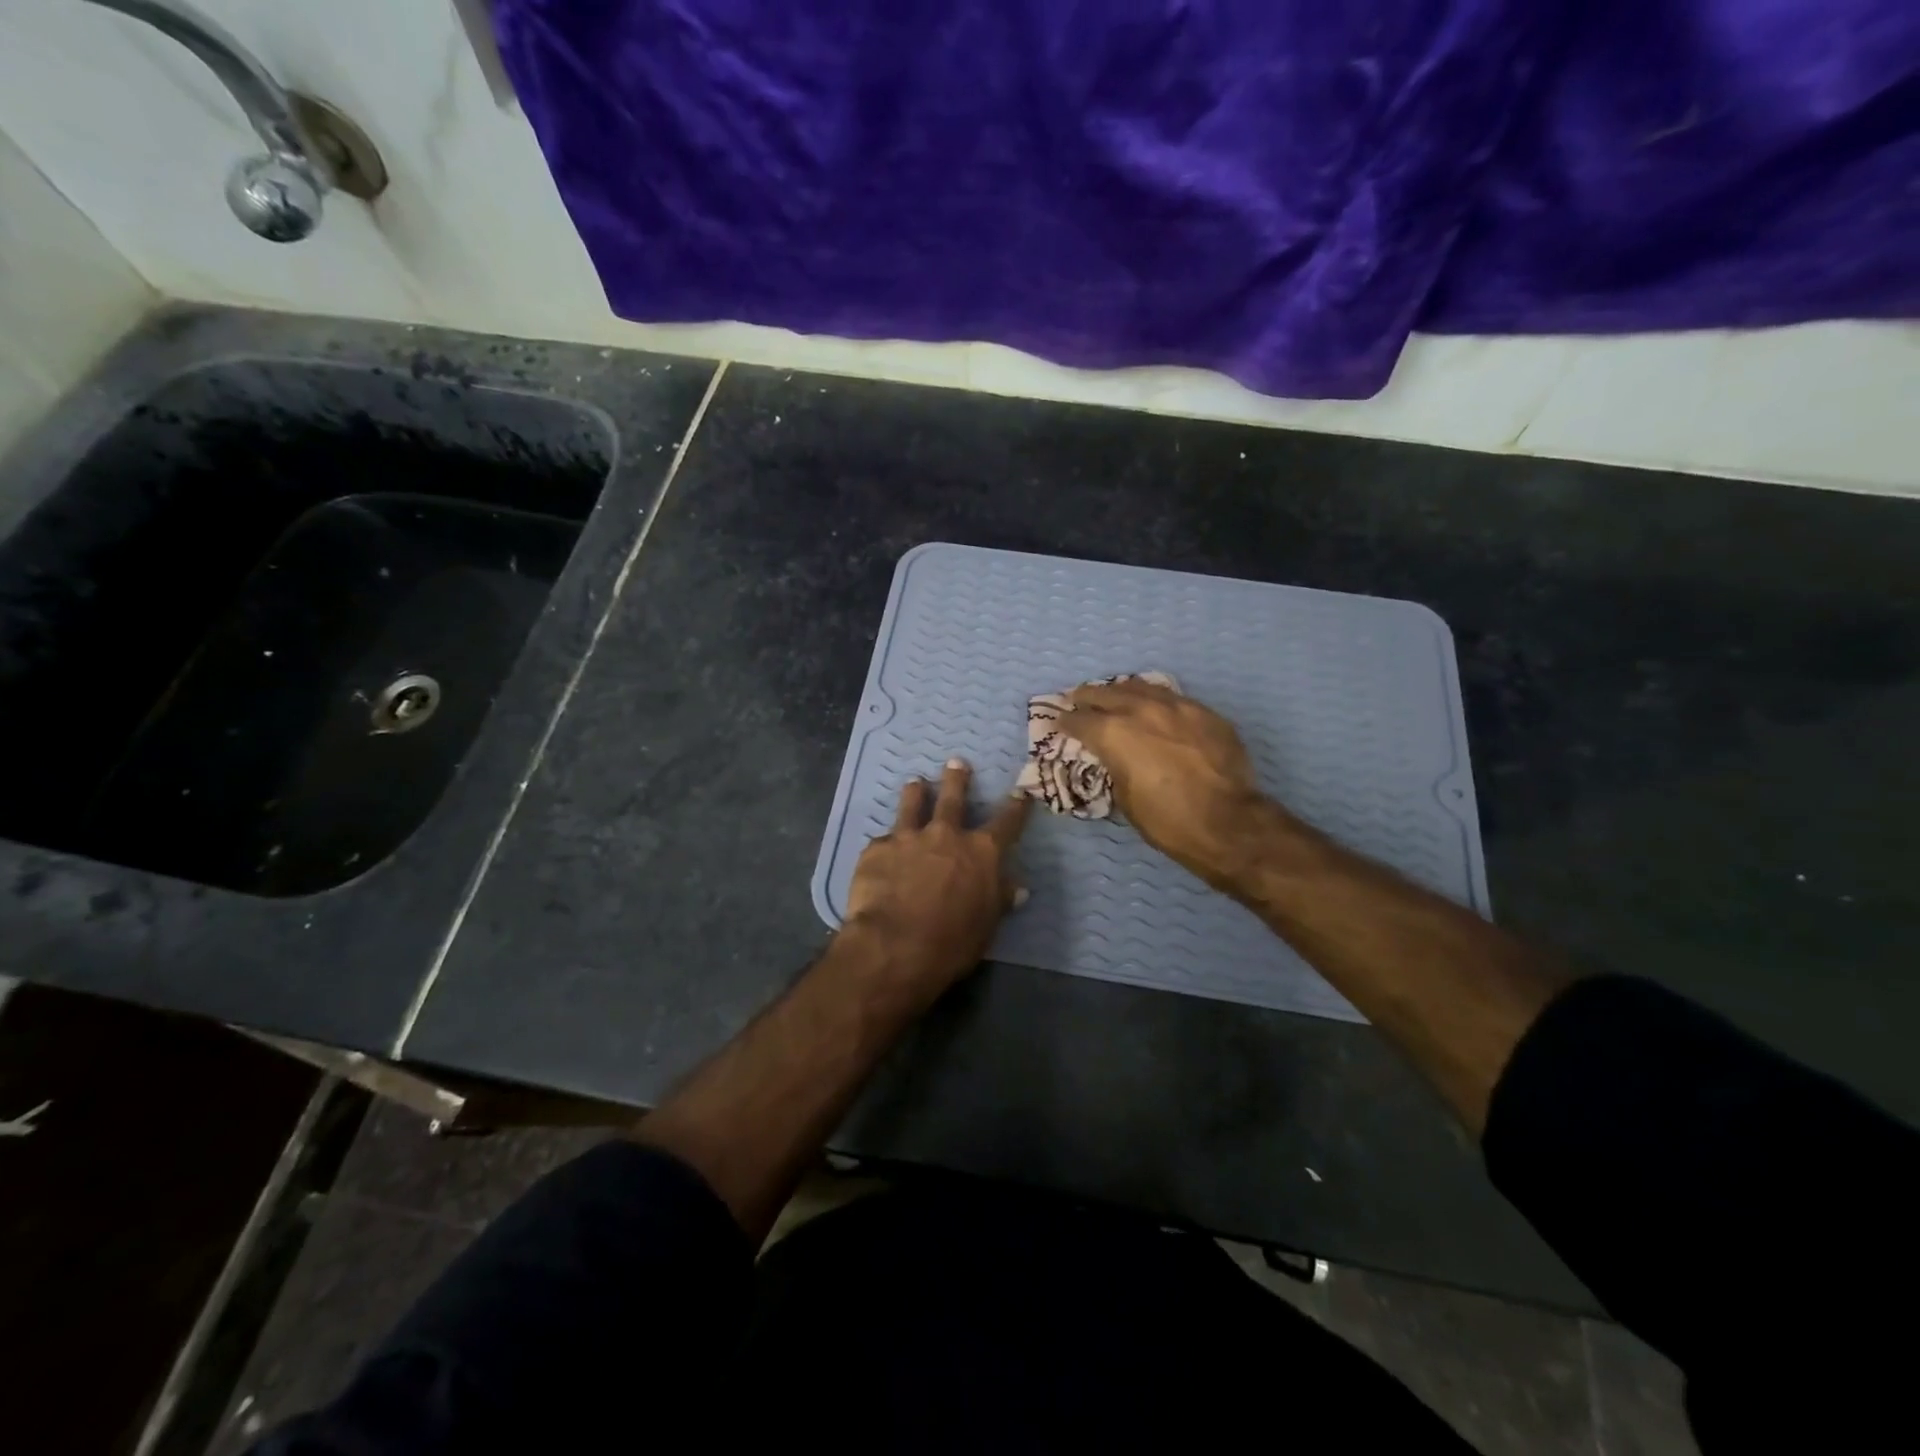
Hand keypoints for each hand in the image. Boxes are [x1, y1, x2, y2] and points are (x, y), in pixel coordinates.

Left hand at [841, 758, 1030, 1001]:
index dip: (1016, 807)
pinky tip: (880, 850)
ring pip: (913, 805)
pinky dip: (886, 844)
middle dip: (957, 779)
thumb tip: (1017, 887)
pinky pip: (883, 841)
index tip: (1021, 792)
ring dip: (916, 792)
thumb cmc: (951, 941)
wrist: (894, 945)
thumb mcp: (987, 925)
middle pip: (953, 798)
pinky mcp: (876, 849)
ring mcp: (908, 838)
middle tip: (956, 762)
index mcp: (981, 853)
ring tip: (915, 782)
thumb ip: (999, 899)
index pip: (1007, 823)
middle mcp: (946, 835)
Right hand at [1060, 679, 1281, 888]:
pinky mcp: (1205, 713)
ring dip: (1122, 691)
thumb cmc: (1168, 821)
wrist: (1229, 823)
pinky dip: (1156, 700)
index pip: (1080, 720)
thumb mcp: (1125, 798)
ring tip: (1115, 694)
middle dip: (1088, 697)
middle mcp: (1142, 710)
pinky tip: (1155, 707)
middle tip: (1078, 699)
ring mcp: (1177, 707)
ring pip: (1141, 687)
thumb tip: (1115, 757)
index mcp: (1115, 734)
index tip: (1059, 722)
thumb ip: (1114, 766)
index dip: (1066, 721)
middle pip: (1106, 693)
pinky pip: (1172, 698)